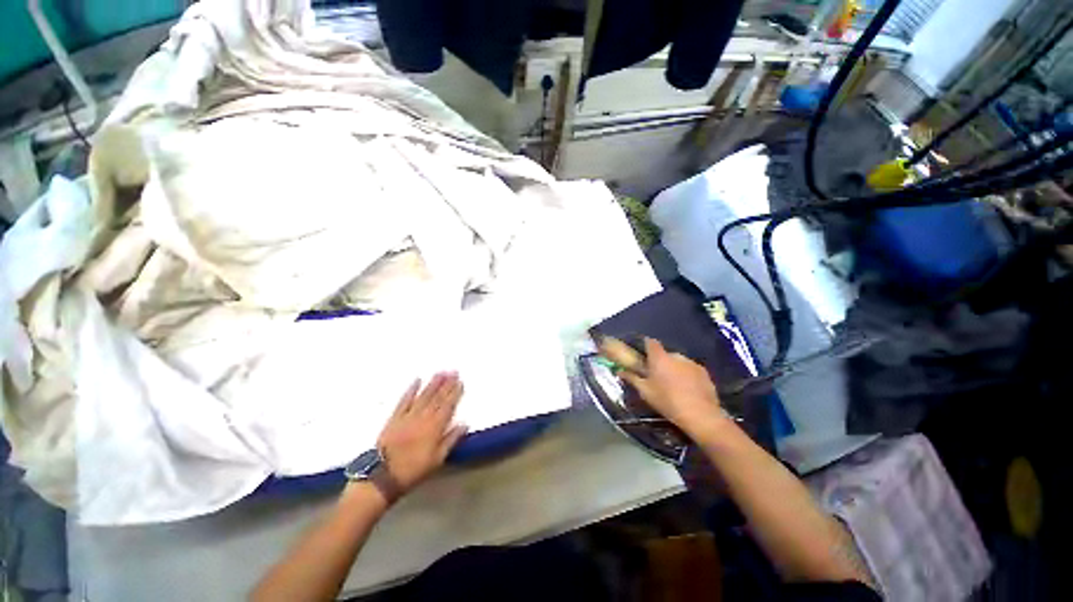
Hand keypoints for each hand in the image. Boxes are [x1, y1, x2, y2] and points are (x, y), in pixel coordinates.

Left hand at [377, 372, 467, 494]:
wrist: (382, 476)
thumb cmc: (413, 470)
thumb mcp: (437, 459)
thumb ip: (451, 439)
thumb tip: (464, 424)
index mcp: (435, 427)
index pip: (448, 405)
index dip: (455, 393)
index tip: (460, 381)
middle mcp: (423, 417)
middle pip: (437, 397)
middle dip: (447, 383)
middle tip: (453, 371)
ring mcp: (408, 415)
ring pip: (424, 395)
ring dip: (433, 383)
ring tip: (440, 372)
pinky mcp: (395, 417)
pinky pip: (404, 400)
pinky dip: (411, 390)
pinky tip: (417, 380)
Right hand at [601, 337, 725, 439]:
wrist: (700, 415)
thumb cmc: (667, 401)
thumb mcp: (645, 392)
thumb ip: (632, 379)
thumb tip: (620, 371)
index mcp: (659, 358)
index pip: (651, 342)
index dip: (646, 345)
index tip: (643, 354)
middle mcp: (676, 356)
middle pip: (665, 354)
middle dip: (660, 362)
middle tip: (657, 376)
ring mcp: (692, 363)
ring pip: (678, 362)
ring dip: (674, 369)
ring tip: (673, 385)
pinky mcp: (704, 373)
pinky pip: (691, 370)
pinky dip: (687, 375)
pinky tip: (687, 390)